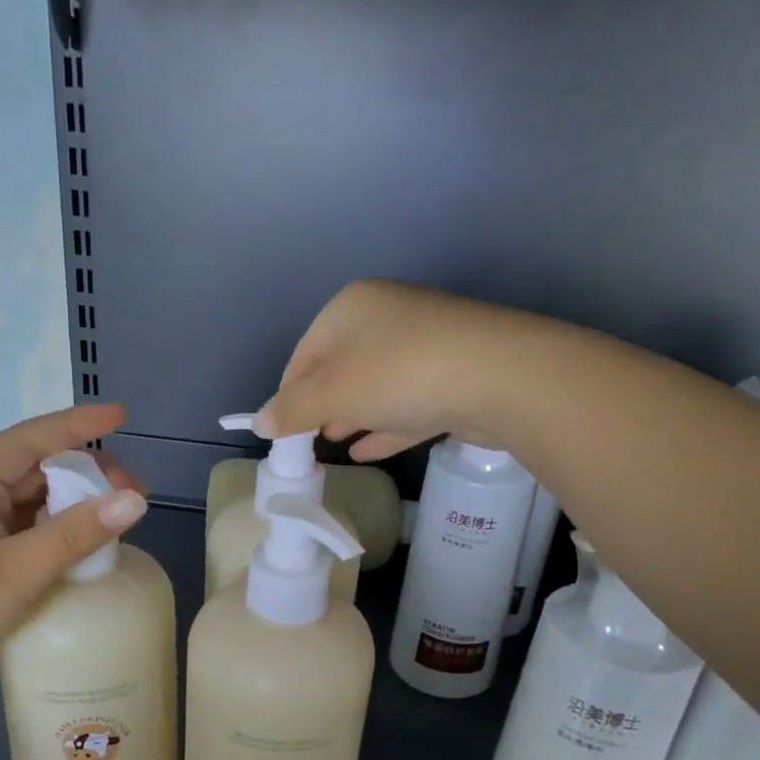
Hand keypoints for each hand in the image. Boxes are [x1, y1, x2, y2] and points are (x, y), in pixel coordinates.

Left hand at [0, 405, 147, 728]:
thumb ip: (76, 534)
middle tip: (134, 493)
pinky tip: (81, 550)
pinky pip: (22, 536)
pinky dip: (55, 536)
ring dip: (72, 506)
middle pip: (33, 469)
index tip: (124, 416)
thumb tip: (136, 499)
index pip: (31, 438)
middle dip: (85, 472)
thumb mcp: (14, 572)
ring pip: (29, 504)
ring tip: (117, 520)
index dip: (79, 424)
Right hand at [257, 279, 532, 459]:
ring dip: (353, 416)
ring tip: (334, 444)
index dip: (288, 393)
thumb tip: (261, 423)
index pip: (304, 353)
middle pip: (341, 367)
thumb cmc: (398, 374)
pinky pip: (407, 404)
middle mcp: (387, 318)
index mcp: (351, 308)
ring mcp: (425, 346)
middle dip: (322, 405)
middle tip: (308, 439)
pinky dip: (385, 425)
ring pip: (376, 386)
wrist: (498, 377)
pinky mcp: (453, 377)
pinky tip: (367, 451)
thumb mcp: (333, 393)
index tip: (281, 431)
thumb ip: (293, 409)